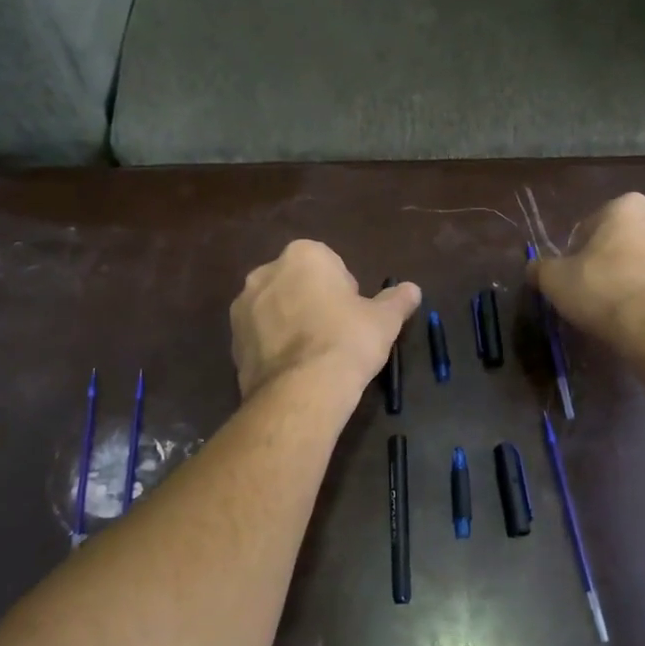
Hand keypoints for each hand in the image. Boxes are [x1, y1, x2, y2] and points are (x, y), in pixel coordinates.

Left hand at [231, 241, 421, 403]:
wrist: (303, 390)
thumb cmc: (348, 340)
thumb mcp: (384, 320)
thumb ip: (397, 300)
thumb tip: (412, 289)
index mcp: (303, 256)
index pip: (328, 263)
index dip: (344, 289)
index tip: (353, 314)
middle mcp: (265, 272)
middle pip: (297, 282)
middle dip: (312, 301)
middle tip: (336, 333)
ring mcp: (243, 307)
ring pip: (275, 309)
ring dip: (290, 322)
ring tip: (314, 355)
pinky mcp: (232, 341)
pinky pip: (260, 336)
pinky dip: (274, 346)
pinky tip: (294, 369)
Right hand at [530, 193, 644, 341]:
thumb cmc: (603, 292)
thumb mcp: (555, 280)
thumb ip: (542, 268)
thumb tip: (535, 268)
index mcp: (627, 207)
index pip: (595, 224)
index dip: (581, 251)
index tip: (576, 276)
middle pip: (631, 238)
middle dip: (618, 258)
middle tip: (602, 291)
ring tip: (629, 309)